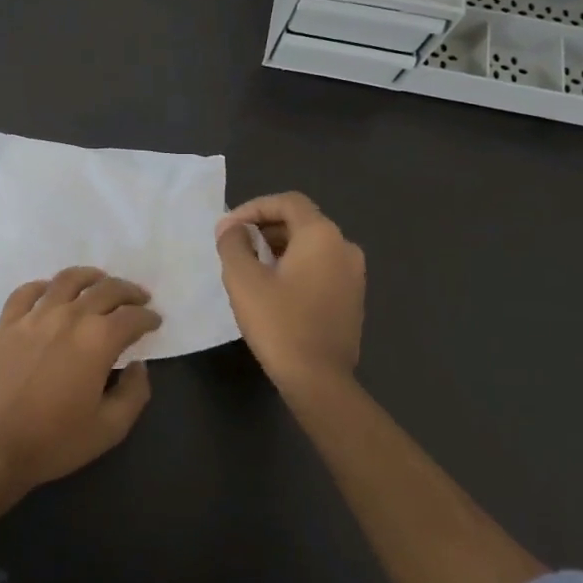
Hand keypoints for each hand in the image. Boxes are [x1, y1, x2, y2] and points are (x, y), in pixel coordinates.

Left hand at [0, 267, 161, 492]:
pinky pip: (27, 291)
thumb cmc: (55, 440)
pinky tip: (51, 292)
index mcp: (98, 340)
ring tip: (100, 281)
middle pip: (105, 289)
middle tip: (138, 298)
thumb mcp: (110, 428)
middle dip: (128, 291)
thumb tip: (138, 366)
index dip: (148, 317)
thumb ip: (134, 393)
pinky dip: (44, 286)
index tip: (155, 322)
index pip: (132, 317)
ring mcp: (35, 315)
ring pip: (67, 280)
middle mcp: (69, 316)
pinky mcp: (7, 322)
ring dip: (90, 277)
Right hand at [216, 191, 364, 396]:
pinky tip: (274, 288)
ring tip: (250, 267)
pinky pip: (321, 267)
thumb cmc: (279, 323)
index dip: (254, 208)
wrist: (319, 380)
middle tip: (236, 246)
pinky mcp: (353, 298)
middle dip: (265, 227)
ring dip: (279, 248)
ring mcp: (354, 274)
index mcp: (322, 235)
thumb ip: (233, 244)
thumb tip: (230, 227)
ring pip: (312, 245)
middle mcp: (345, 247)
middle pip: (301, 221)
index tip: (229, 228)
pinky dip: (296, 266)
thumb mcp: (243, 280)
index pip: (287, 202)